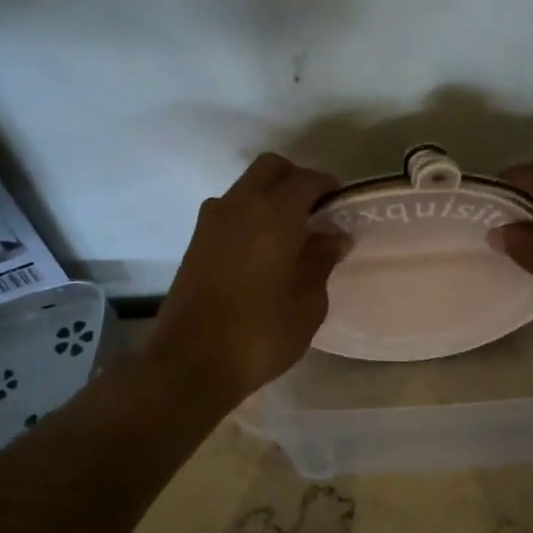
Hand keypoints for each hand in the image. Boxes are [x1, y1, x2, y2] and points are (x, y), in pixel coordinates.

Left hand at [148, 153, 345, 402]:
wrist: (190, 363)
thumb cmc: (260, 333)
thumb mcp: (307, 303)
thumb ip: (321, 261)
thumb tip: (332, 237)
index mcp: (273, 214)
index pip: (307, 180)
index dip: (328, 187)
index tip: (341, 207)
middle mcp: (239, 205)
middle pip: (271, 168)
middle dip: (296, 180)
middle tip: (315, 212)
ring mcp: (211, 221)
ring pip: (246, 187)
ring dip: (269, 197)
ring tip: (288, 235)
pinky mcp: (195, 241)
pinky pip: (229, 210)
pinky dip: (249, 216)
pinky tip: (262, 251)